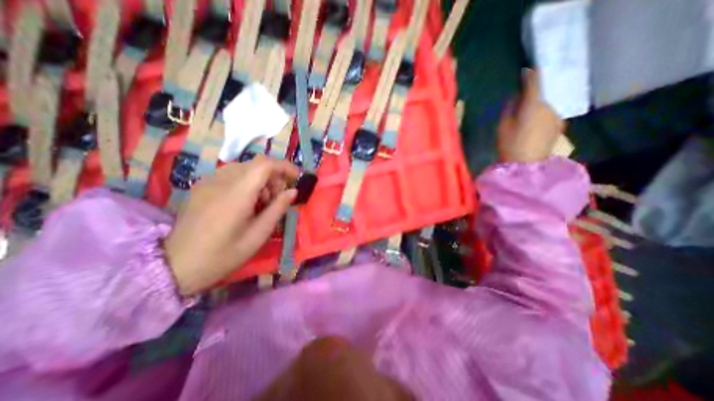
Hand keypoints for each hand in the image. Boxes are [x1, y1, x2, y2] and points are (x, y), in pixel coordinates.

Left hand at [165, 156, 298, 295]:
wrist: (176, 267)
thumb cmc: (223, 255)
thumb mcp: (258, 235)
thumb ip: (277, 209)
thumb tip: (293, 191)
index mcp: (236, 194)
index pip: (264, 165)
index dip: (284, 166)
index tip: (296, 177)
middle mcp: (221, 181)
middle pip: (255, 164)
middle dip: (274, 176)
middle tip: (279, 197)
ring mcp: (208, 182)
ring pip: (244, 168)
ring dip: (261, 179)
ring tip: (263, 201)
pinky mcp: (201, 186)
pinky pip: (231, 174)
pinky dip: (247, 182)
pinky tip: (246, 201)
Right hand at [498, 70, 563, 162]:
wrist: (526, 164)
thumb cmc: (510, 145)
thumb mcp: (503, 126)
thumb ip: (509, 109)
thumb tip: (515, 98)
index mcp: (533, 106)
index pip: (534, 84)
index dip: (530, 76)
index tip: (526, 70)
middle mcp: (549, 107)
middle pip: (539, 98)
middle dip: (530, 100)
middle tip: (519, 107)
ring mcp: (556, 117)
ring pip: (544, 108)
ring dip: (535, 110)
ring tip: (524, 122)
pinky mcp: (559, 127)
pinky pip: (548, 117)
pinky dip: (541, 118)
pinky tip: (532, 129)